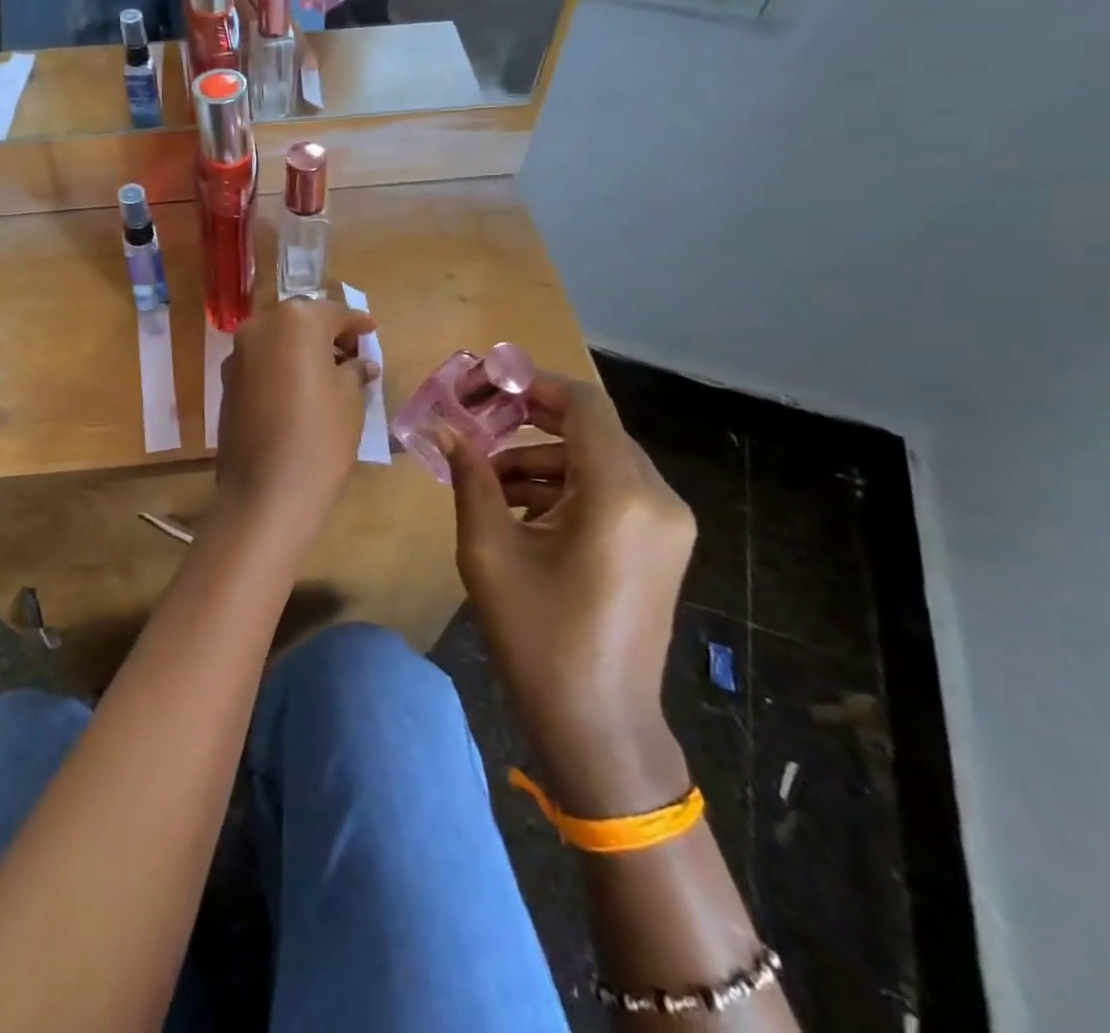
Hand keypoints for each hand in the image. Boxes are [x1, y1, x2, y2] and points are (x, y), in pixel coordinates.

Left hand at [214, 299, 377, 538]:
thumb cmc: (320, 436)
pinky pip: (261, 362)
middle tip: (350, 352)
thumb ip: (354, 371)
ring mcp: (237, 354)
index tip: (371, 330)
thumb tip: (360, 364)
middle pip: (300, 320)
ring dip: (300, 348)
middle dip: (325, 332)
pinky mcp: (226, 382)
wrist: (266, 491)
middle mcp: (260, 327)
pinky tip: (299, 389)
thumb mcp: (350, 399)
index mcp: (296, 321)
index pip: (334, 313)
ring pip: (276, 339)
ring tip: (328, 372)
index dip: (356, 324)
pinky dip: (281, 366)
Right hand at [440, 372, 694, 742]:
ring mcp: (666, 522)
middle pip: (592, 429)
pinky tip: (519, 511)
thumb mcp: (489, 551)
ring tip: (486, 481)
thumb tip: (443, 428)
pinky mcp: (660, 544)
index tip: (485, 383)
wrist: (600, 726)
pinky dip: (564, 488)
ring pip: (597, 461)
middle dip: (530, 422)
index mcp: (620, 494)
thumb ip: (470, 478)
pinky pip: (610, 491)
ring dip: (542, 459)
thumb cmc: (538, 638)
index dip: (533, 384)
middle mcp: (656, 496)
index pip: (583, 404)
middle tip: (475, 423)